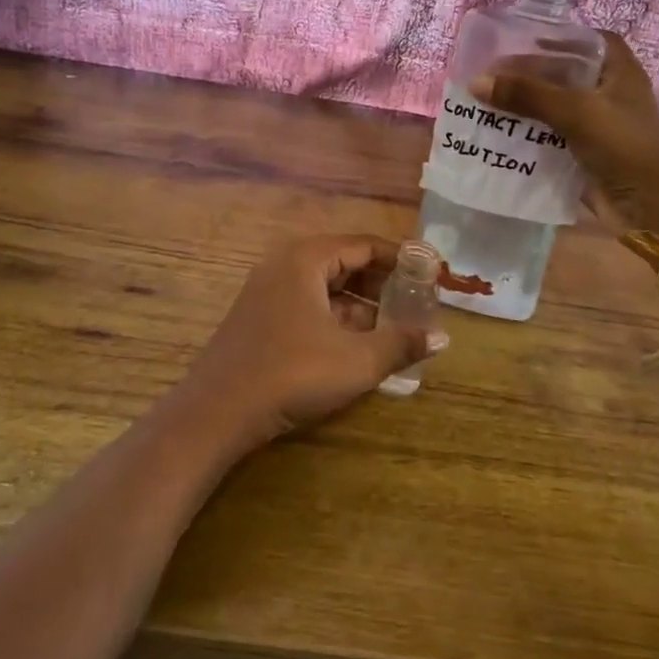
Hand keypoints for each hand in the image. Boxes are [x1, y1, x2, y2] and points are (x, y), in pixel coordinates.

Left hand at [177, 236, 446, 447]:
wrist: (217, 413)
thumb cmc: (292, 374)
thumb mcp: (357, 361)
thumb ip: (402, 344)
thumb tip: (442, 337)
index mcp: (306, 258)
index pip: (365, 245)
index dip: (401, 258)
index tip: (431, 273)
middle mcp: (285, 264)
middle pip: (345, 262)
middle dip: (383, 283)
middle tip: (417, 302)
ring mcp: (268, 291)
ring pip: (326, 287)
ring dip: (362, 304)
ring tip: (396, 327)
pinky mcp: (260, 318)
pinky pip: (308, 305)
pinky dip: (337, 318)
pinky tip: (359, 344)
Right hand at [471, 31, 658, 232]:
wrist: (649, 208)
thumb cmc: (622, 146)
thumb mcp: (574, 112)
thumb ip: (527, 94)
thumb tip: (476, 82)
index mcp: (620, 72)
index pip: (591, 41)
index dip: (561, 37)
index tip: (526, 40)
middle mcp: (610, 94)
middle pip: (567, 73)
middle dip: (531, 74)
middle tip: (493, 73)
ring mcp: (599, 126)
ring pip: (556, 107)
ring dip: (525, 105)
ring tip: (487, 100)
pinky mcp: (585, 154)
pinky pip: (551, 137)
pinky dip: (529, 134)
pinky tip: (499, 132)